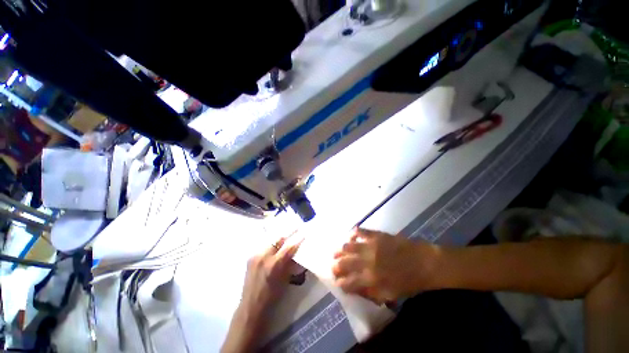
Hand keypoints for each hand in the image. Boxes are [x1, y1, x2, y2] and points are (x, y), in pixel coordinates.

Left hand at [240, 237, 302, 316]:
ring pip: (270, 240)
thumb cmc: (272, 297)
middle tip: (295, 229)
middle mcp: (263, 257)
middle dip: (288, 234)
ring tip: (286, 236)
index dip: (297, 239)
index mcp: (274, 265)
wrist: (251, 307)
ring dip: (279, 238)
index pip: (288, 247)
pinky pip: (263, 246)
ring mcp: (255, 256)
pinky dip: (271, 244)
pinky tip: (275, 244)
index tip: (303, 233)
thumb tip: (296, 252)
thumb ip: (290, 263)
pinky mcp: (250, 257)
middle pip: (278, 239)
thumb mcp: (285, 279)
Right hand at [332, 228, 438, 303]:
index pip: (348, 282)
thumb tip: (355, 289)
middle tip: (333, 265)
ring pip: (348, 246)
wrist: (423, 263)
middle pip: (344, 262)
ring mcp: (371, 246)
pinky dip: (354, 233)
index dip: (340, 283)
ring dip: (341, 249)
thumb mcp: (389, 295)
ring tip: (338, 251)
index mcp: (371, 279)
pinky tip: (351, 235)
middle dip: (336, 265)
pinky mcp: (376, 235)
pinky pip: (361, 232)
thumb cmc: (408, 282)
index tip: (337, 282)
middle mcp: (367, 261)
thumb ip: (370, 293)